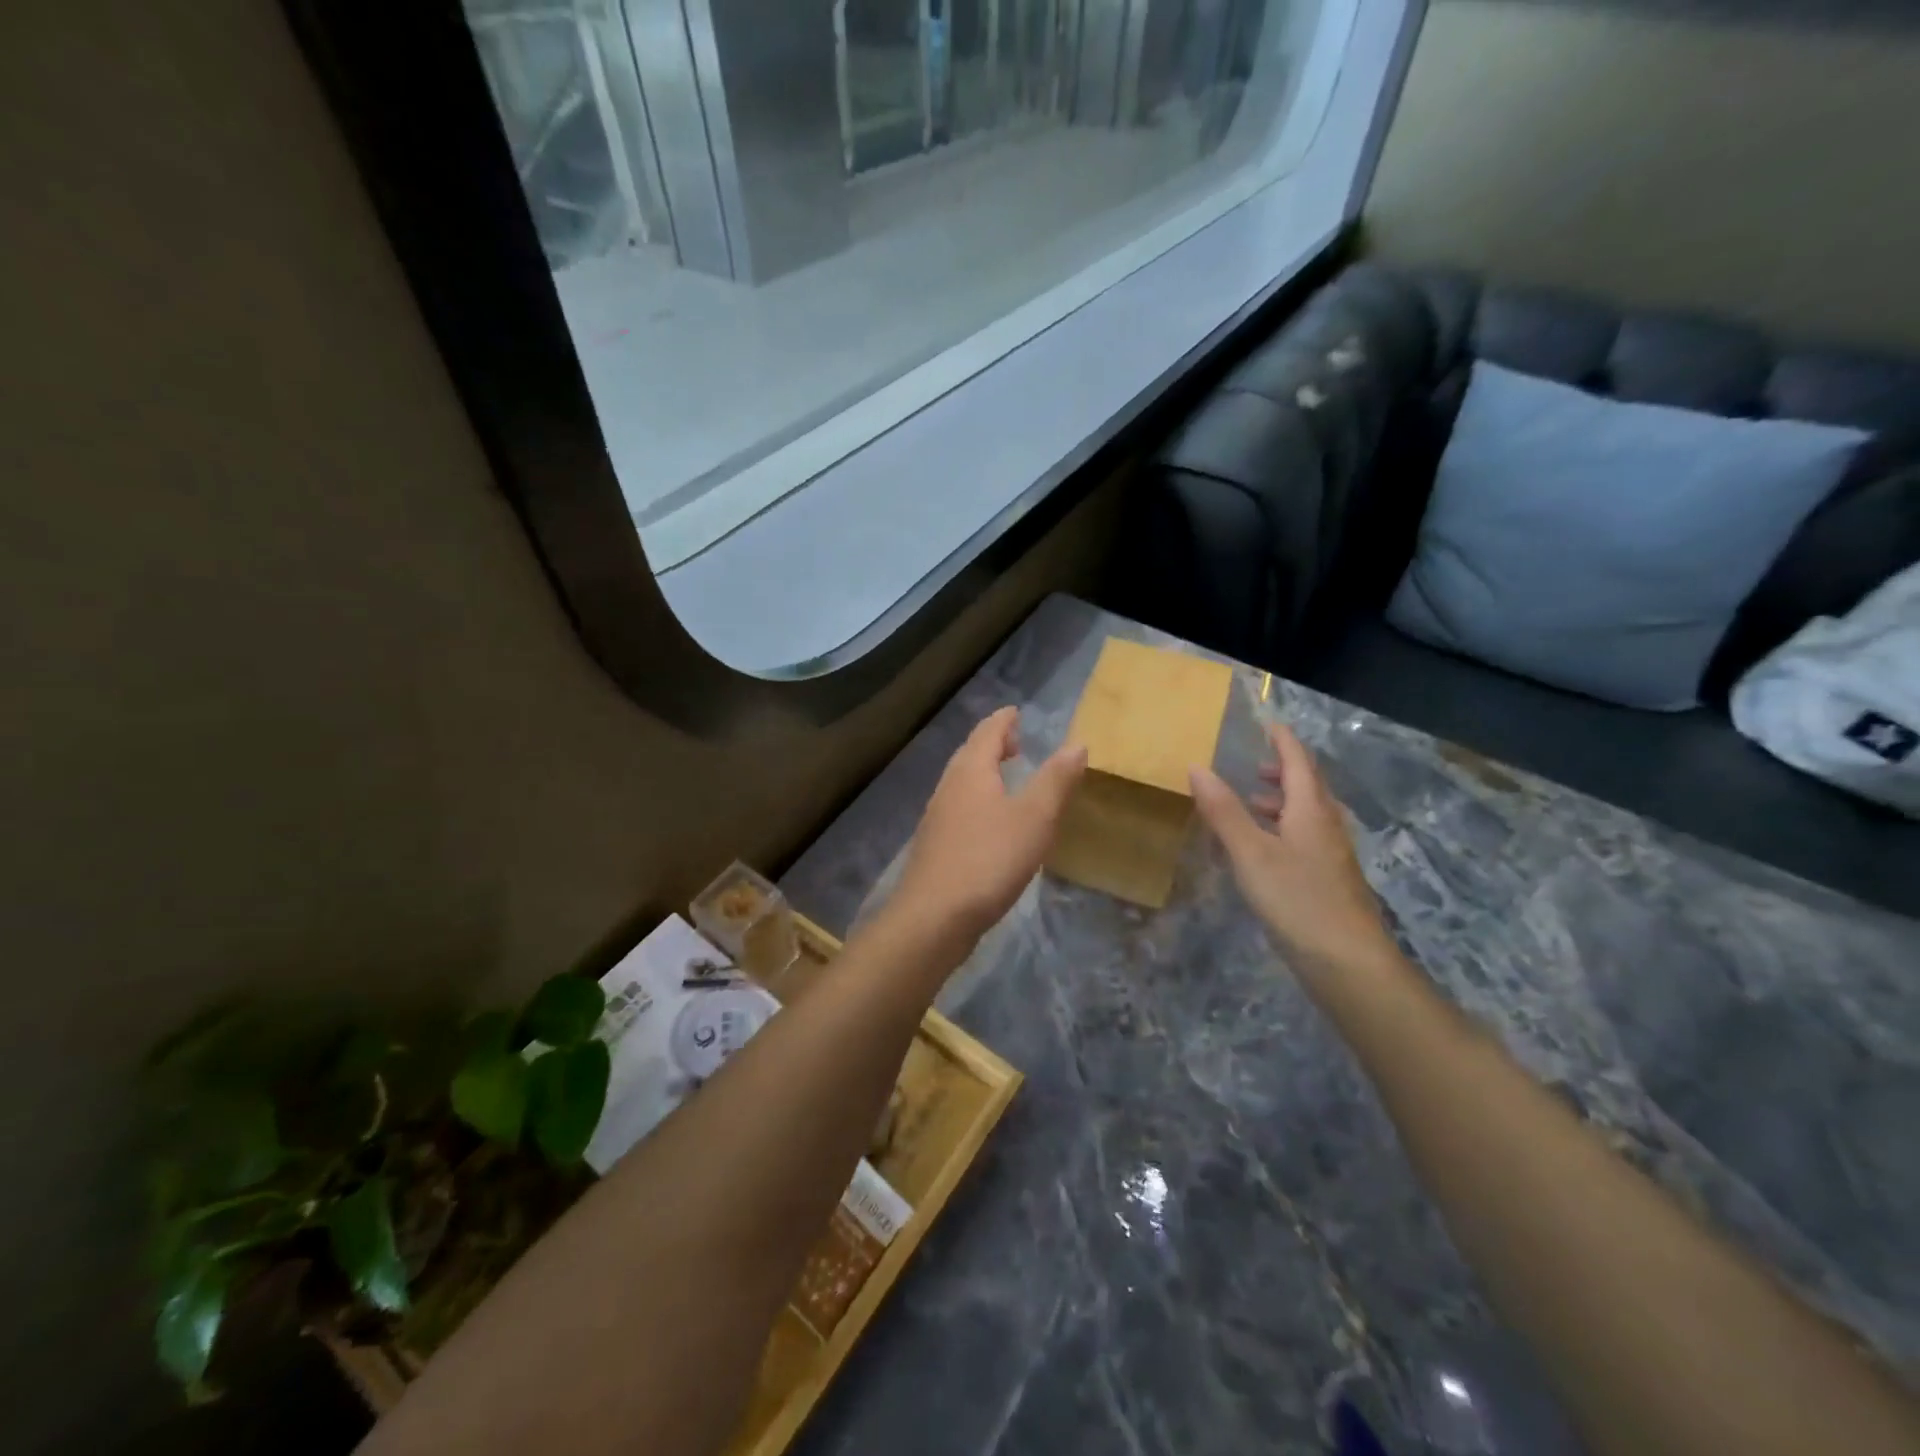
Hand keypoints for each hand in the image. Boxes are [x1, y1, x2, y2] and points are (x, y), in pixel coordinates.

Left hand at [893, 707, 1087, 943]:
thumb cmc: (989, 860)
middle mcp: (948, 788)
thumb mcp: (1034, 818)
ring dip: (983, 774)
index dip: (1003, 721)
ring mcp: (937, 819)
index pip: (987, 733)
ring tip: (1005, 778)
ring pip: (961, 783)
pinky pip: (959, 810)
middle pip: (969, 755)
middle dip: (992, 744)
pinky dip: (977, 801)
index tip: (1015, 712)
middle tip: (1015, 742)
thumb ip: (1055, 780)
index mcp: (971, 772)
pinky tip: (989, 824)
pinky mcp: (935, 848)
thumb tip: (1076, 743)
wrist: (934, 917)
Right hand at [1190, 722, 1393, 974]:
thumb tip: (1198, 767)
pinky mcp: (1329, 882)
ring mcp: (1331, 856)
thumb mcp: (1251, 853)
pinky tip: (1262, 852)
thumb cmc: (1298, 900)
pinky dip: (1282, 831)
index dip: (1283, 741)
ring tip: (1251, 805)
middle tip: (1255, 766)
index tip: (1268, 724)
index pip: (1299, 762)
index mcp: (1311, 810)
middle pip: (1308, 787)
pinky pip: (1304, 840)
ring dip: (1282, 802)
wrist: (1349, 964)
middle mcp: (1327, 827)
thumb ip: (1224, 811)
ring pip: (1307, 816)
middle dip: (1283, 771)